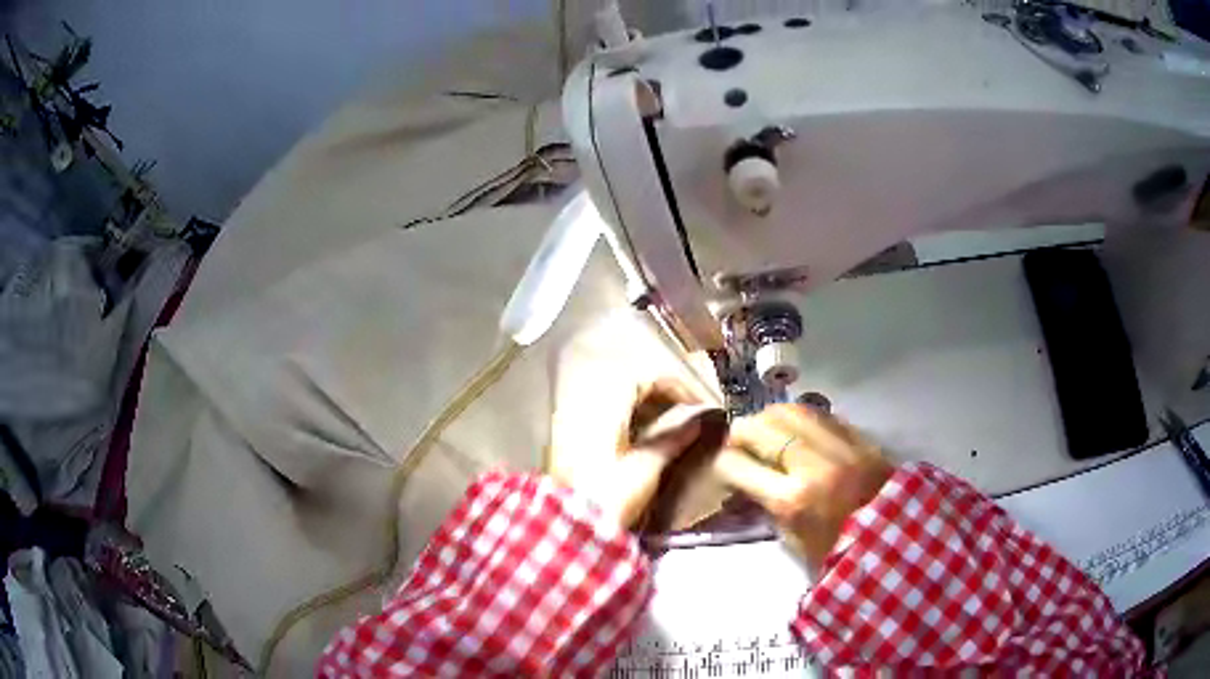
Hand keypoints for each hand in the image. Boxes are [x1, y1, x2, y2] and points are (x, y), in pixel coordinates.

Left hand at [550, 378, 713, 528]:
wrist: (565, 526)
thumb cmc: (608, 495)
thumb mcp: (647, 468)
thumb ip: (674, 438)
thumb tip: (700, 420)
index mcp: (605, 402)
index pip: (648, 377)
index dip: (678, 387)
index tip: (701, 406)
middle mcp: (585, 401)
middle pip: (631, 383)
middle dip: (663, 395)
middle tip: (689, 415)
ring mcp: (572, 417)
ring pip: (616, 398)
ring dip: (645, 406)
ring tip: (671, 427)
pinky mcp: (567, 436)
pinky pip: (603, 412)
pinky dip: (627, 417)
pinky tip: (643, 438)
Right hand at [712, 404, 892, 571]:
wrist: (898, 545)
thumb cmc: (839, 555)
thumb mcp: (794, 542)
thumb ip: (769, 507)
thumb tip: (750, 483)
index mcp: (792, 500)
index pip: (738, 465)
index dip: (722, 464)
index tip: (723, 469)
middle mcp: (813, 465)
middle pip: (762, 427)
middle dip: (741, 433)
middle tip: (738, 443)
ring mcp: (841, 446)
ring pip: (792, 410)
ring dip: (771, 418)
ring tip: (766, 430)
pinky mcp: (861, 438)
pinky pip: (823, 415)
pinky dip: (803, 418)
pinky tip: (798, 429)